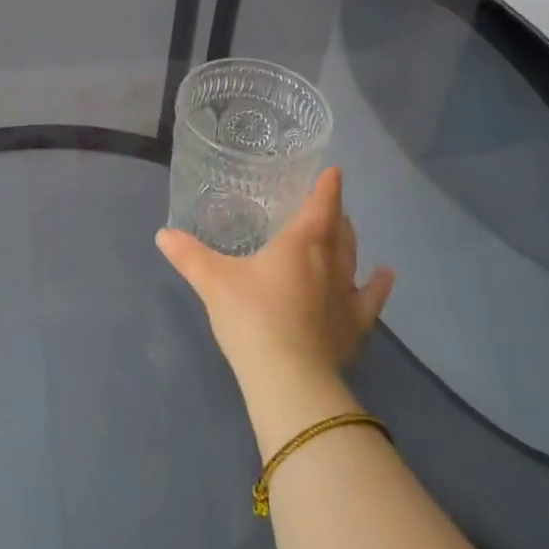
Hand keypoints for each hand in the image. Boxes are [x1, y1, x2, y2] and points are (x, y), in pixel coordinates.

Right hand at [158, 168, 394, 395]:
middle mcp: (330, 261)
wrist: (288, 377)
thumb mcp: (213, 282)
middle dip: (333, 214)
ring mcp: (346, 294)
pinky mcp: (355, 326)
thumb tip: (162, 234)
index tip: (334, 171)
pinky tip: (386, 275)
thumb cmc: (251, 317)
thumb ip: (189, 255)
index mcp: (301, 242)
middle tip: (326, 206)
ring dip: (350, 241)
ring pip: (353, 257)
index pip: (321, 204)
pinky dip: (379, 284)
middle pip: (338, 229)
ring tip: (347, 230)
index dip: (327, 186)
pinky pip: (372, 298)